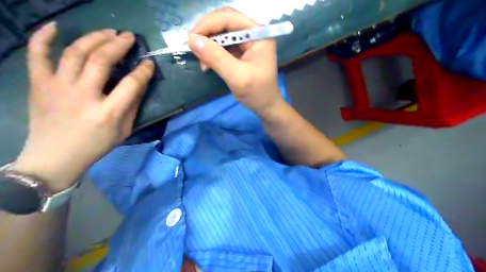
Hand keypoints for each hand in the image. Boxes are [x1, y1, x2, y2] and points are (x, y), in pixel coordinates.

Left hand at [12, 22, 152, 191]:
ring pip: (75, 53)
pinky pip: (37, 55)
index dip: (143, 71)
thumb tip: (140, 83)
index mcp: (108, 113)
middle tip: (129, 36)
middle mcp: (83, 96)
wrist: (55, 157)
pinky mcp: (39, 85)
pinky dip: (44, 37)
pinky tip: (56, 26)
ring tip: (108, 32)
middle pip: (101, 61)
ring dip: (94, 38)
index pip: (131, 84)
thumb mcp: (124, 130)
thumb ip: (132, 106)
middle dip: (118, 44)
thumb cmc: (96, 145)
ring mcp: (58, 88)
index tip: (149, 63)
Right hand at [187, 7, 283, 115]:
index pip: (230, 18)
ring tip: (202, 62)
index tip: (191, 38)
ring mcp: (246, 43)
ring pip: (221, 34)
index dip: (208, 24)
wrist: (265, 106)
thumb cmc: (257, 93)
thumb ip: (217, 58)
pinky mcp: (240, 52)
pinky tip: (207, 64)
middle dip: (206, 34)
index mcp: (258, 35)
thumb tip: (192, 40)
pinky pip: (221, 46)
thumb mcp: (237, 77)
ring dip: (208, 45)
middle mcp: (252, 34)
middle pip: (224, 23)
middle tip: (192, 47)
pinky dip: (211, 53)